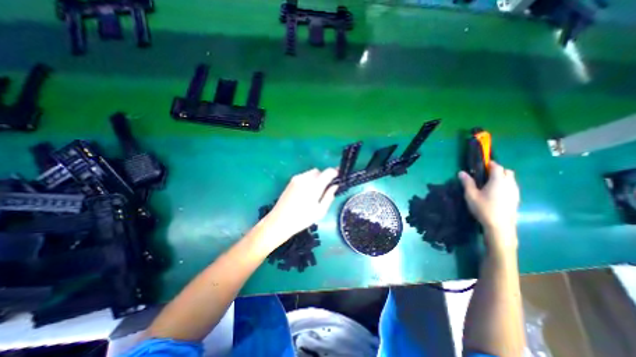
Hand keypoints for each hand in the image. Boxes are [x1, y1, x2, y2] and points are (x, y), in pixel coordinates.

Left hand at [260, 169, 336, 246]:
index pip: (328, 172)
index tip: (338, 177)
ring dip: (316, 178)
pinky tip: (306, 192)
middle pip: (319, 171)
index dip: (335, 172)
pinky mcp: (291, 181)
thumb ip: (329, 196)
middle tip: (326, 188)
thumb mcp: (320, 211)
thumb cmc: (302, 219)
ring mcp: (296, 179)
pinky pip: (304, 176)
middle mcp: (305, 178)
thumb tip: (335, 186)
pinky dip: (309, 180)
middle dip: (324, 177)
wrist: (279, 221)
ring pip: (311, 173)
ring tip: (315, 192)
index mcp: (314, 186)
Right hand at [461, 162, 518, 250]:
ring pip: (511, 179)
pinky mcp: (516, 199)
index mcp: (498, 180)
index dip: (489, 164)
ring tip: (489, 184)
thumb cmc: (484, 208)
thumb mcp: (471, 195)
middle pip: (507, 171)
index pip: (497, 166)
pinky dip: (505, 185)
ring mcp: (515, 191)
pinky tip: (496, 193)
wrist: (500, 226)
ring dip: (502, 178)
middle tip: (484, 175)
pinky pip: (512, 187)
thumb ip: (467, 182)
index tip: (481, 166)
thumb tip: (461, 172)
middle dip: (497, 170)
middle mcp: (510, 183)